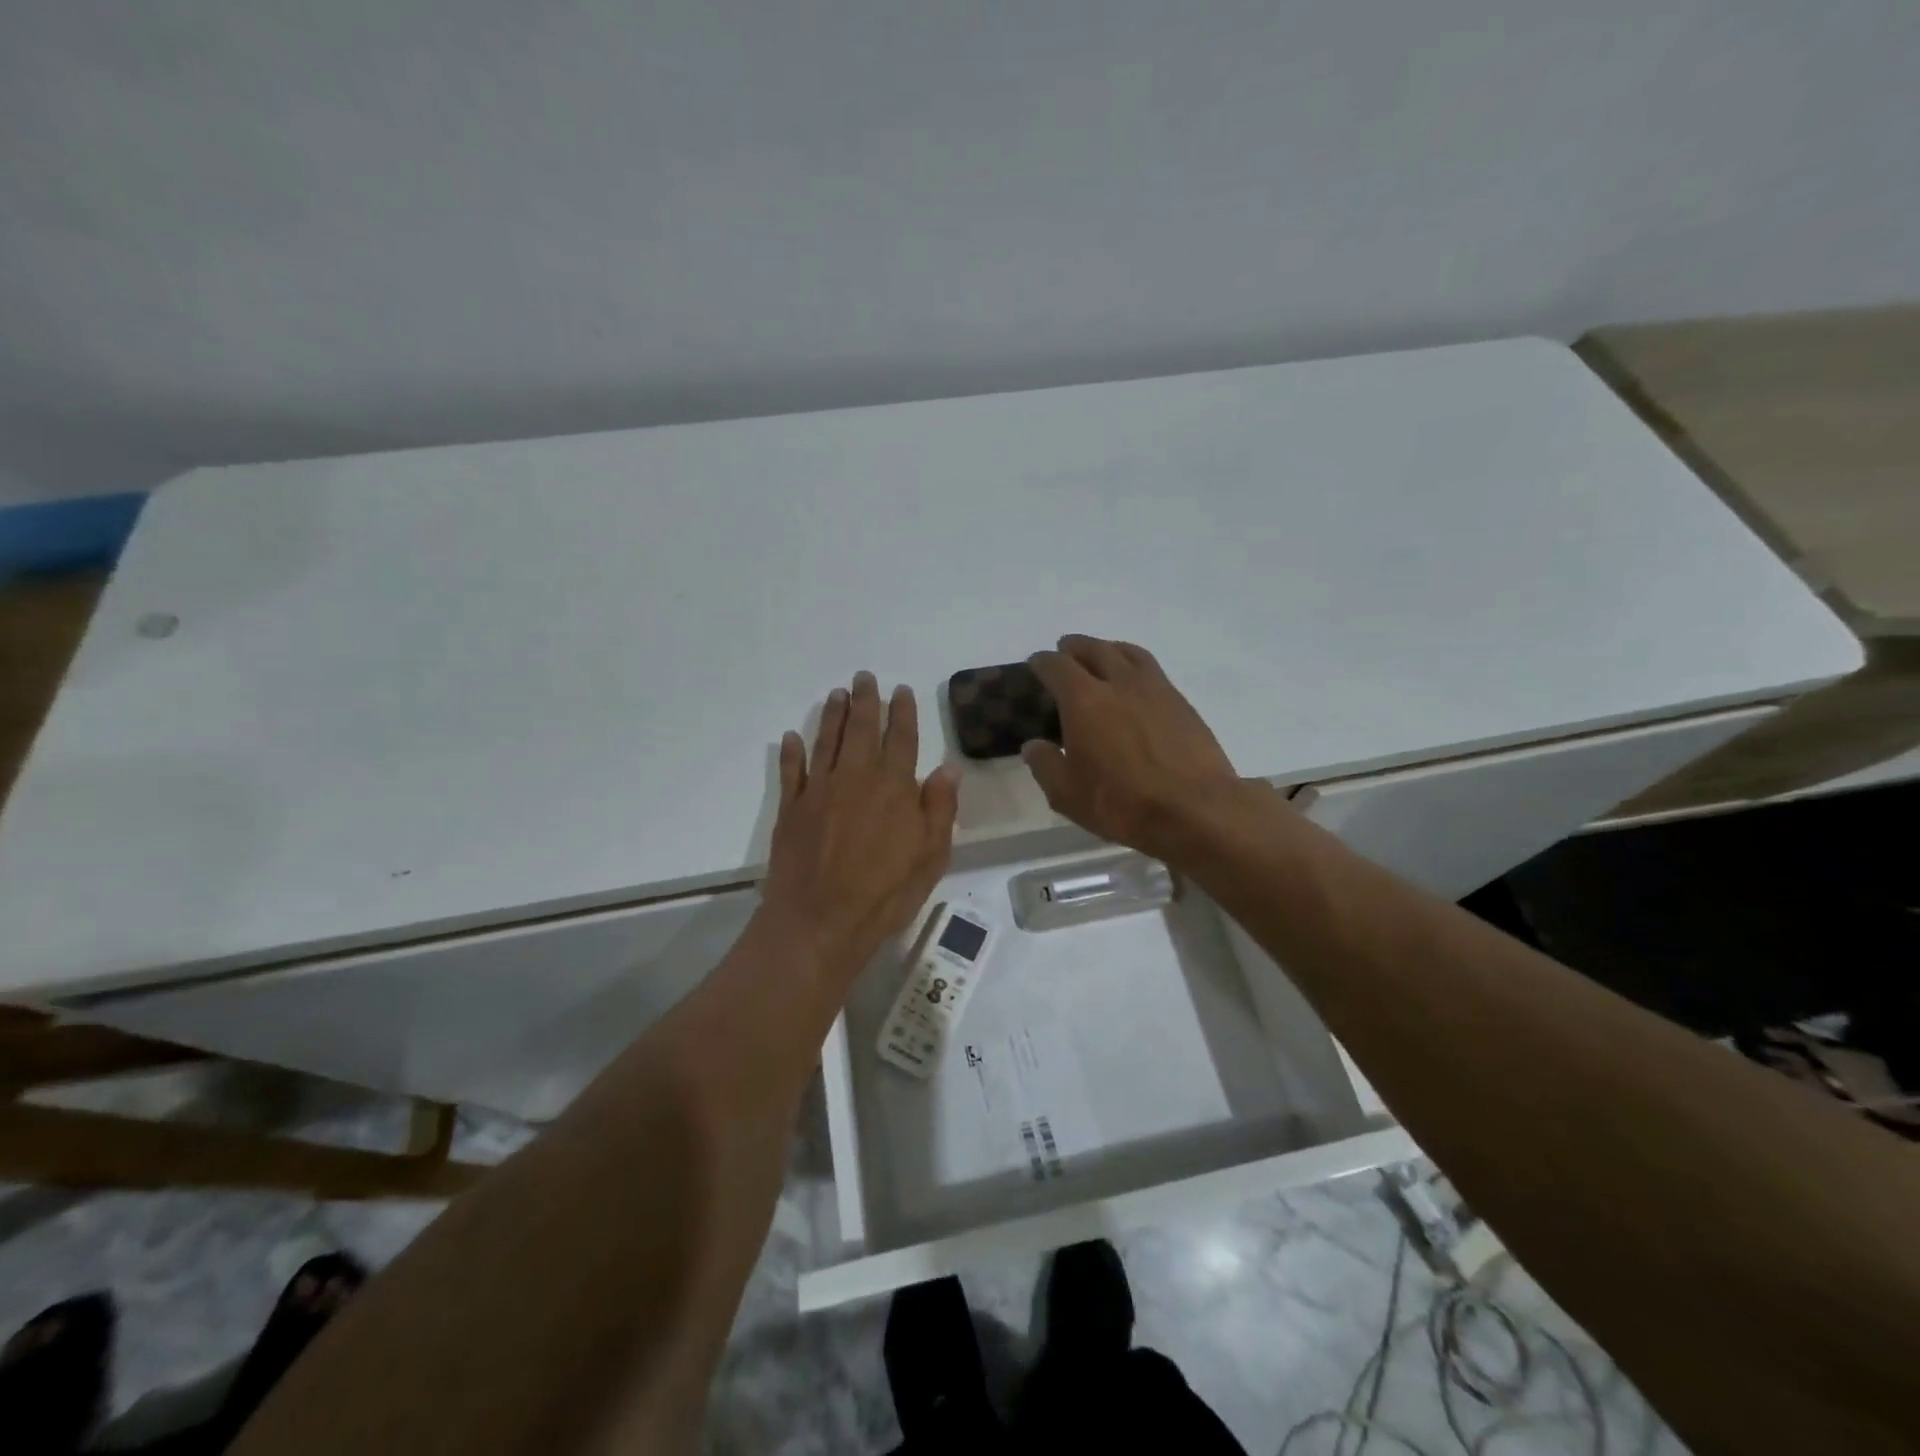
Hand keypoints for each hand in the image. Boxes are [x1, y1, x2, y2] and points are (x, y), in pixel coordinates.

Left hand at [760, 672, 960, 980]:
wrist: (820, 921)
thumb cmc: (885, 893)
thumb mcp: (930, 857)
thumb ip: (939, 809)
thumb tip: (948, 768)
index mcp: (893, 787)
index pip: (901, 739)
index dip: (902, 712)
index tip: (901, 690)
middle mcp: (855, 778)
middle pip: (861, 729)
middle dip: (865, 701)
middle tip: (864, 677)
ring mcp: (819, 790)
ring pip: (826, 741)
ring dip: (832, 716)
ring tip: (837, 693)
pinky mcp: (791, 809)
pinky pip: (791, 771)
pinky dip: (791, 752)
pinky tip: (792, 736)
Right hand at [1022, 636, 1251, 861]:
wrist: (1196, 810)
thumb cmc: (1122, 803)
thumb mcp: (1067, 794)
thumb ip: (1045, 765)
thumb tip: (1033, 746)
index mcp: (1084, 701)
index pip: (1057, 666)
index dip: (1043, 662)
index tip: (1036, 663)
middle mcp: (1120, 683)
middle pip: (1095, 649)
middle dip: (1076, 646)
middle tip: (1066, 650)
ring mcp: (1156, 689)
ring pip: (1129, 653)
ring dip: (1109, 648)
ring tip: (1102, 655)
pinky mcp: (1182, 703)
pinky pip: (1153, 670)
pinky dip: (1135, 666)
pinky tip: (1135, 684)